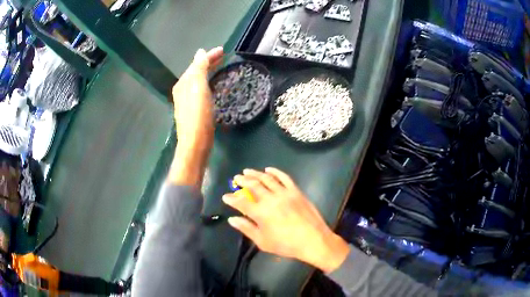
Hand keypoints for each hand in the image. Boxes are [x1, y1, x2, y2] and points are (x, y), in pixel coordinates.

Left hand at [172, 47, 222, 150]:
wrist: (196, 142)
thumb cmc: (198, 113)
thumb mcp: (198, 86)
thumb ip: (199, 68)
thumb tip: (200, 52)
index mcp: (183, 83)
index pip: (197, 64)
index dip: (209, 56)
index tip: (223, 50)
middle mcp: (183, 90)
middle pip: (196, 72)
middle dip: (208, 63)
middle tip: (223, 56)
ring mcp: (187, 101)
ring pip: (198, 81)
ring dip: (208, 72)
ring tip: (219, 67)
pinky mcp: (194, 110)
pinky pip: (201, 90)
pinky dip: (208, 83)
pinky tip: (213, 86)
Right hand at [222, 168, 350, 272]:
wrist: (313, 240)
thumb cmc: (286, 244)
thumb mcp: (263, 241)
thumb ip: (246, 228)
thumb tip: (232, 219)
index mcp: (261, 213)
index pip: (241, 202)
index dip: (231, 198)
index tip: (225, 196)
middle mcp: (270, 199)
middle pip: (253, 186)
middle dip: (242, 181)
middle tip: (236, 178)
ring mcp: (284, 193)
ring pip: (267, 179)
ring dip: (255, 174)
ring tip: (247, 171)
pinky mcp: (296, 191)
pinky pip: (284, 178)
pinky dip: (276, 172)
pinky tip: (268, 169)